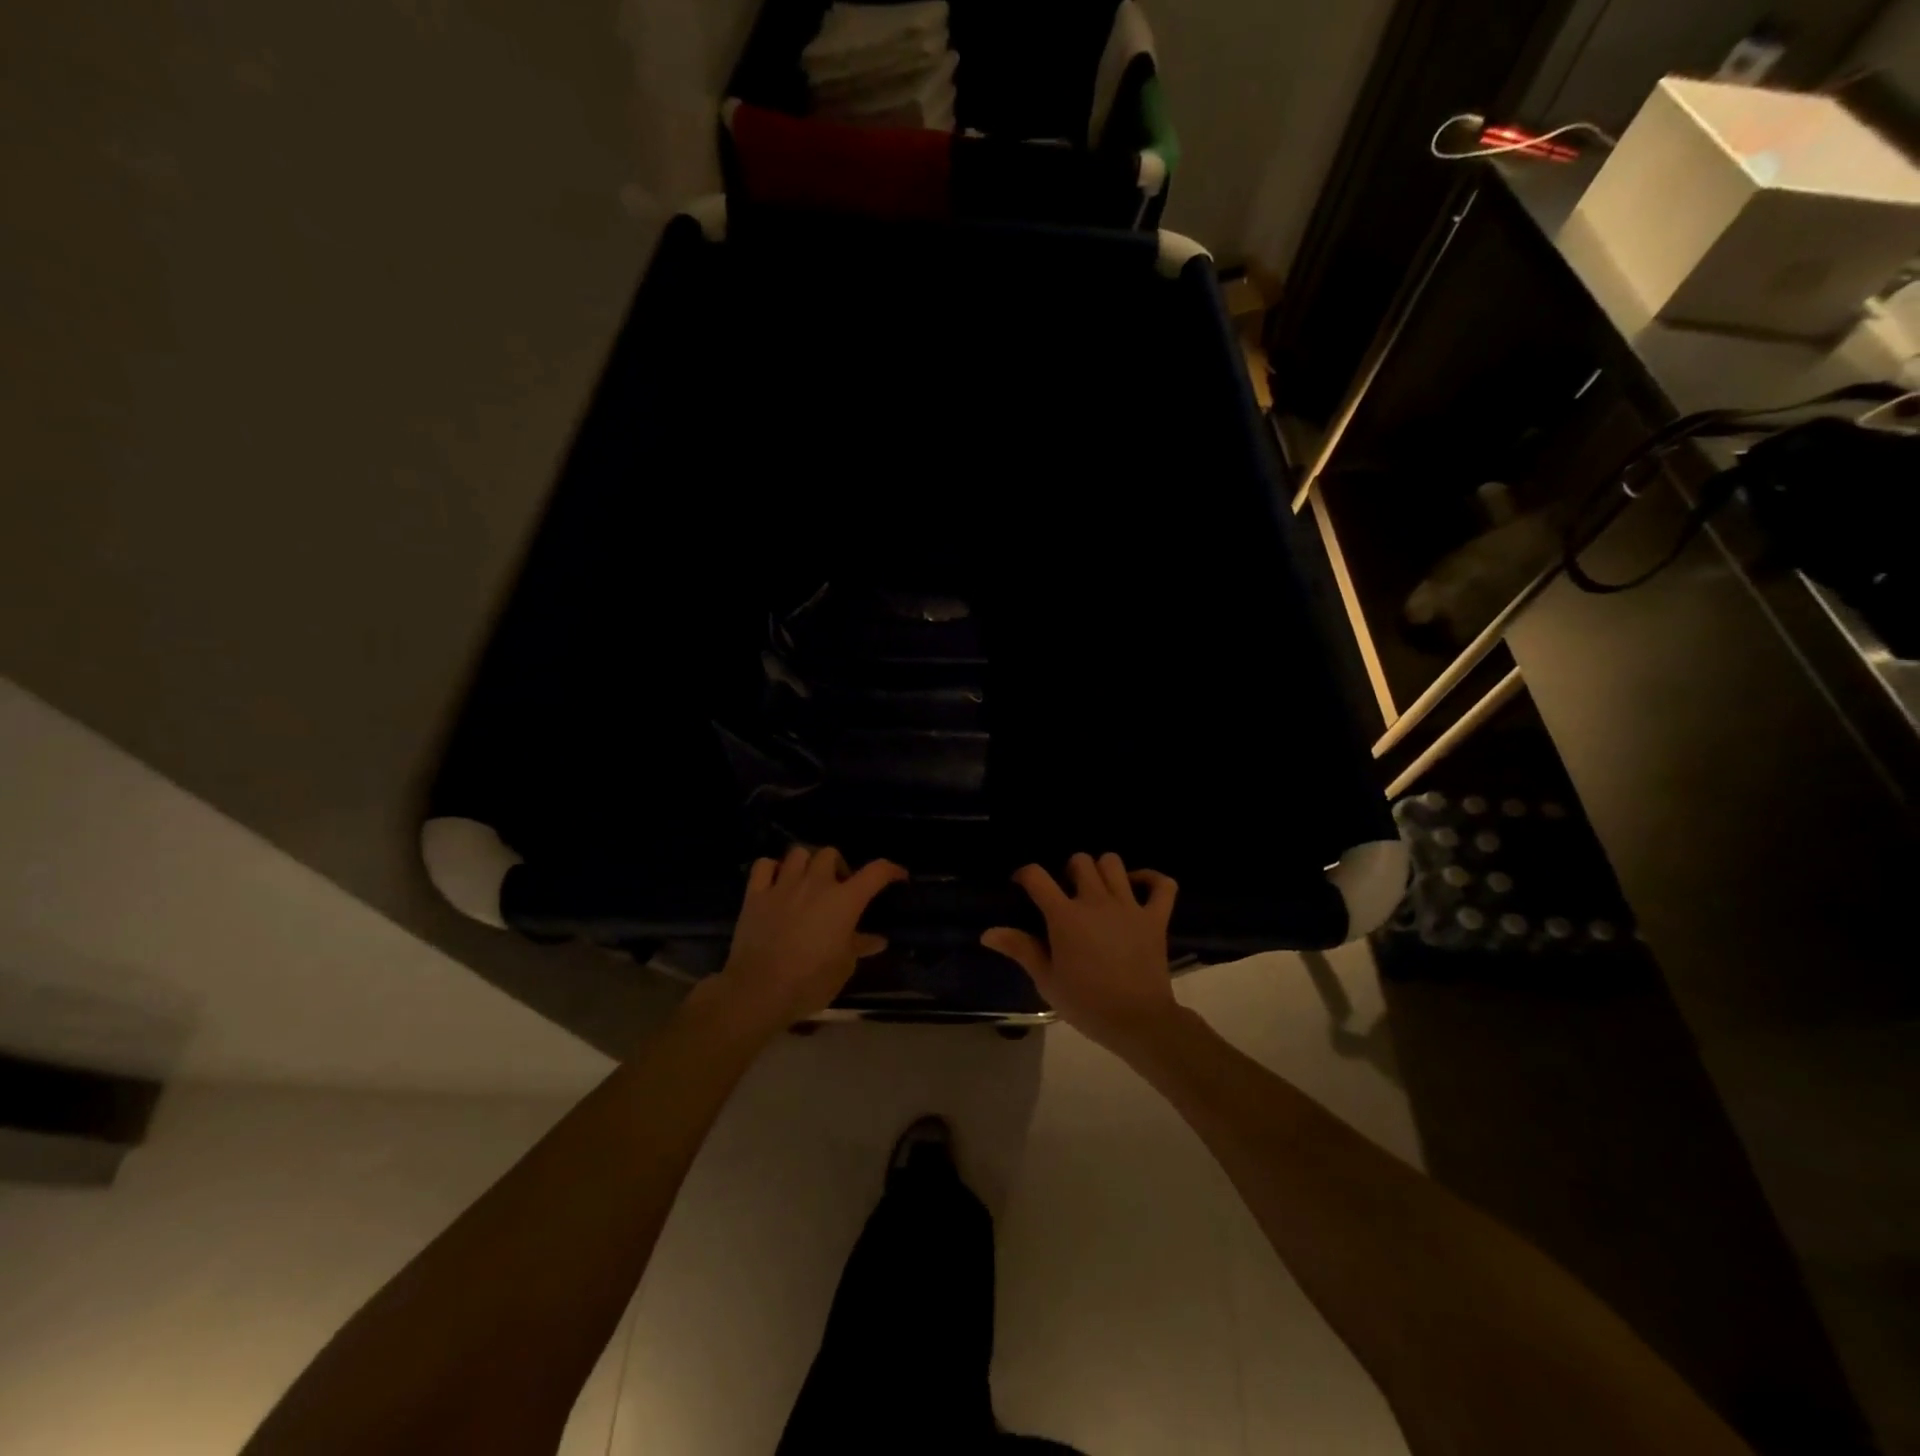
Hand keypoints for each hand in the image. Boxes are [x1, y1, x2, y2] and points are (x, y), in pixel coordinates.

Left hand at [702, 846, 906, 1032]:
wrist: (759, 990)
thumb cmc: (810, 981)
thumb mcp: (844, 967)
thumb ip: (860, 946)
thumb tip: (878, 939)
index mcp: (844, 900)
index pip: (876, 871)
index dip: (891, 869)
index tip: (898, 876)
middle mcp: (815, 884)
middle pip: (830, 853)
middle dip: (838, 866)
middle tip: (838, 887)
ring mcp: (783, 885)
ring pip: (798, 853)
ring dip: (807, 863)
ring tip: (808, 881)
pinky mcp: (755, 894)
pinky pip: (764, 865)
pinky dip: (772, 869)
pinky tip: (776, 882)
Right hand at [982, 852, 1179, 1053]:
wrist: (1137, 1021)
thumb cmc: (1086, 1003)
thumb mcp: (1046, 980)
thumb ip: (1020, 949)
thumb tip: (988, 933)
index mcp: (1065, 916)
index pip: (1037, 876)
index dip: (1026, 875)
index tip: (1022, 886)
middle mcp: (1096, 901)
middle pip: (1080, 861)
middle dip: (1068, 871)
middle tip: (1066, 895)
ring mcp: (1129, 906)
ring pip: (1113, 863)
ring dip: (1102, 871)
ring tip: (1098, 890)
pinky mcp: (1156, 917)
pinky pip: (1162, 884)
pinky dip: (1152, 879)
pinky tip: (1138, 887)